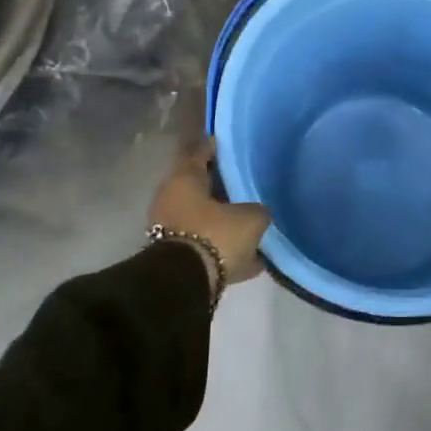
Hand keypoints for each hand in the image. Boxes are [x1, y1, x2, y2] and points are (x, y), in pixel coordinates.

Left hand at [149, 140, 269, 288]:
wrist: (185, 284)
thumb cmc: (216, 235)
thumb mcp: (251, 218)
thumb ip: (259, 209)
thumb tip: (260, 212)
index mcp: (184, 178)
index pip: (202, 151)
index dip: (219, 147)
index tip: (236, 146)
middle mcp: (172, 197)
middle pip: (201, 185)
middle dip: (223, 185)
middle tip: (248, 183)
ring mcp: (170, 227)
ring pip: (202, 215)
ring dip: (222, 217)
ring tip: (250, 218)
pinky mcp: (176, 255)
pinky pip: (204, 242)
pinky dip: (221, 244)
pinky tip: (248, 252)